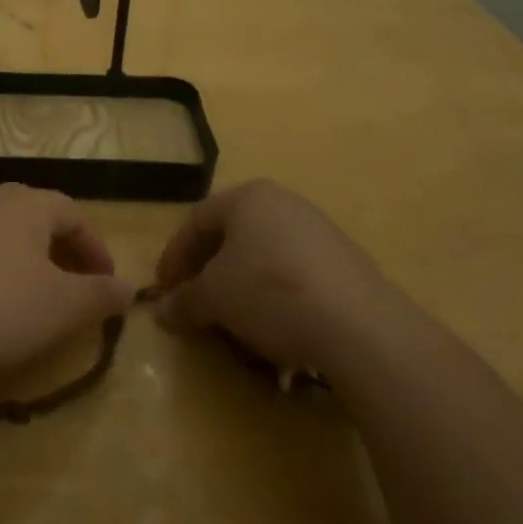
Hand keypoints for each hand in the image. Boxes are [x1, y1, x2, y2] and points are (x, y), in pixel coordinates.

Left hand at [0, 185, 134, 386]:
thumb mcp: (63, 307)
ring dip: (27, 259)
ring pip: (3, 232)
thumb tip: (129, 287)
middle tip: (76, 287)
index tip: (108, 285)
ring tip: (36, 297)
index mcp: (26, 203)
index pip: (73, 214)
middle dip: (62, 250)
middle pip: (36, 217)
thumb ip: (101, 294)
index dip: (96, 249)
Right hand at [153, 180, 398, 369]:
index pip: (196, 221)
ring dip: (242, 285)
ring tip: (234, 319)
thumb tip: (162, 310)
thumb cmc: (270, 293)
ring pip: (264, 254)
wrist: (360, 326)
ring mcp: (319, 229)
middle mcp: (283, 202)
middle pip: (232, 234)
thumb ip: (184, 301)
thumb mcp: (215, 298)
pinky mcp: (346, 261)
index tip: (164, 289)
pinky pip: (295, 273)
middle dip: (208, 269)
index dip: (174, 255)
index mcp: (247, 197)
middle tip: (195, 300)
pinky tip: (276, 326)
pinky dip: (275, 295)